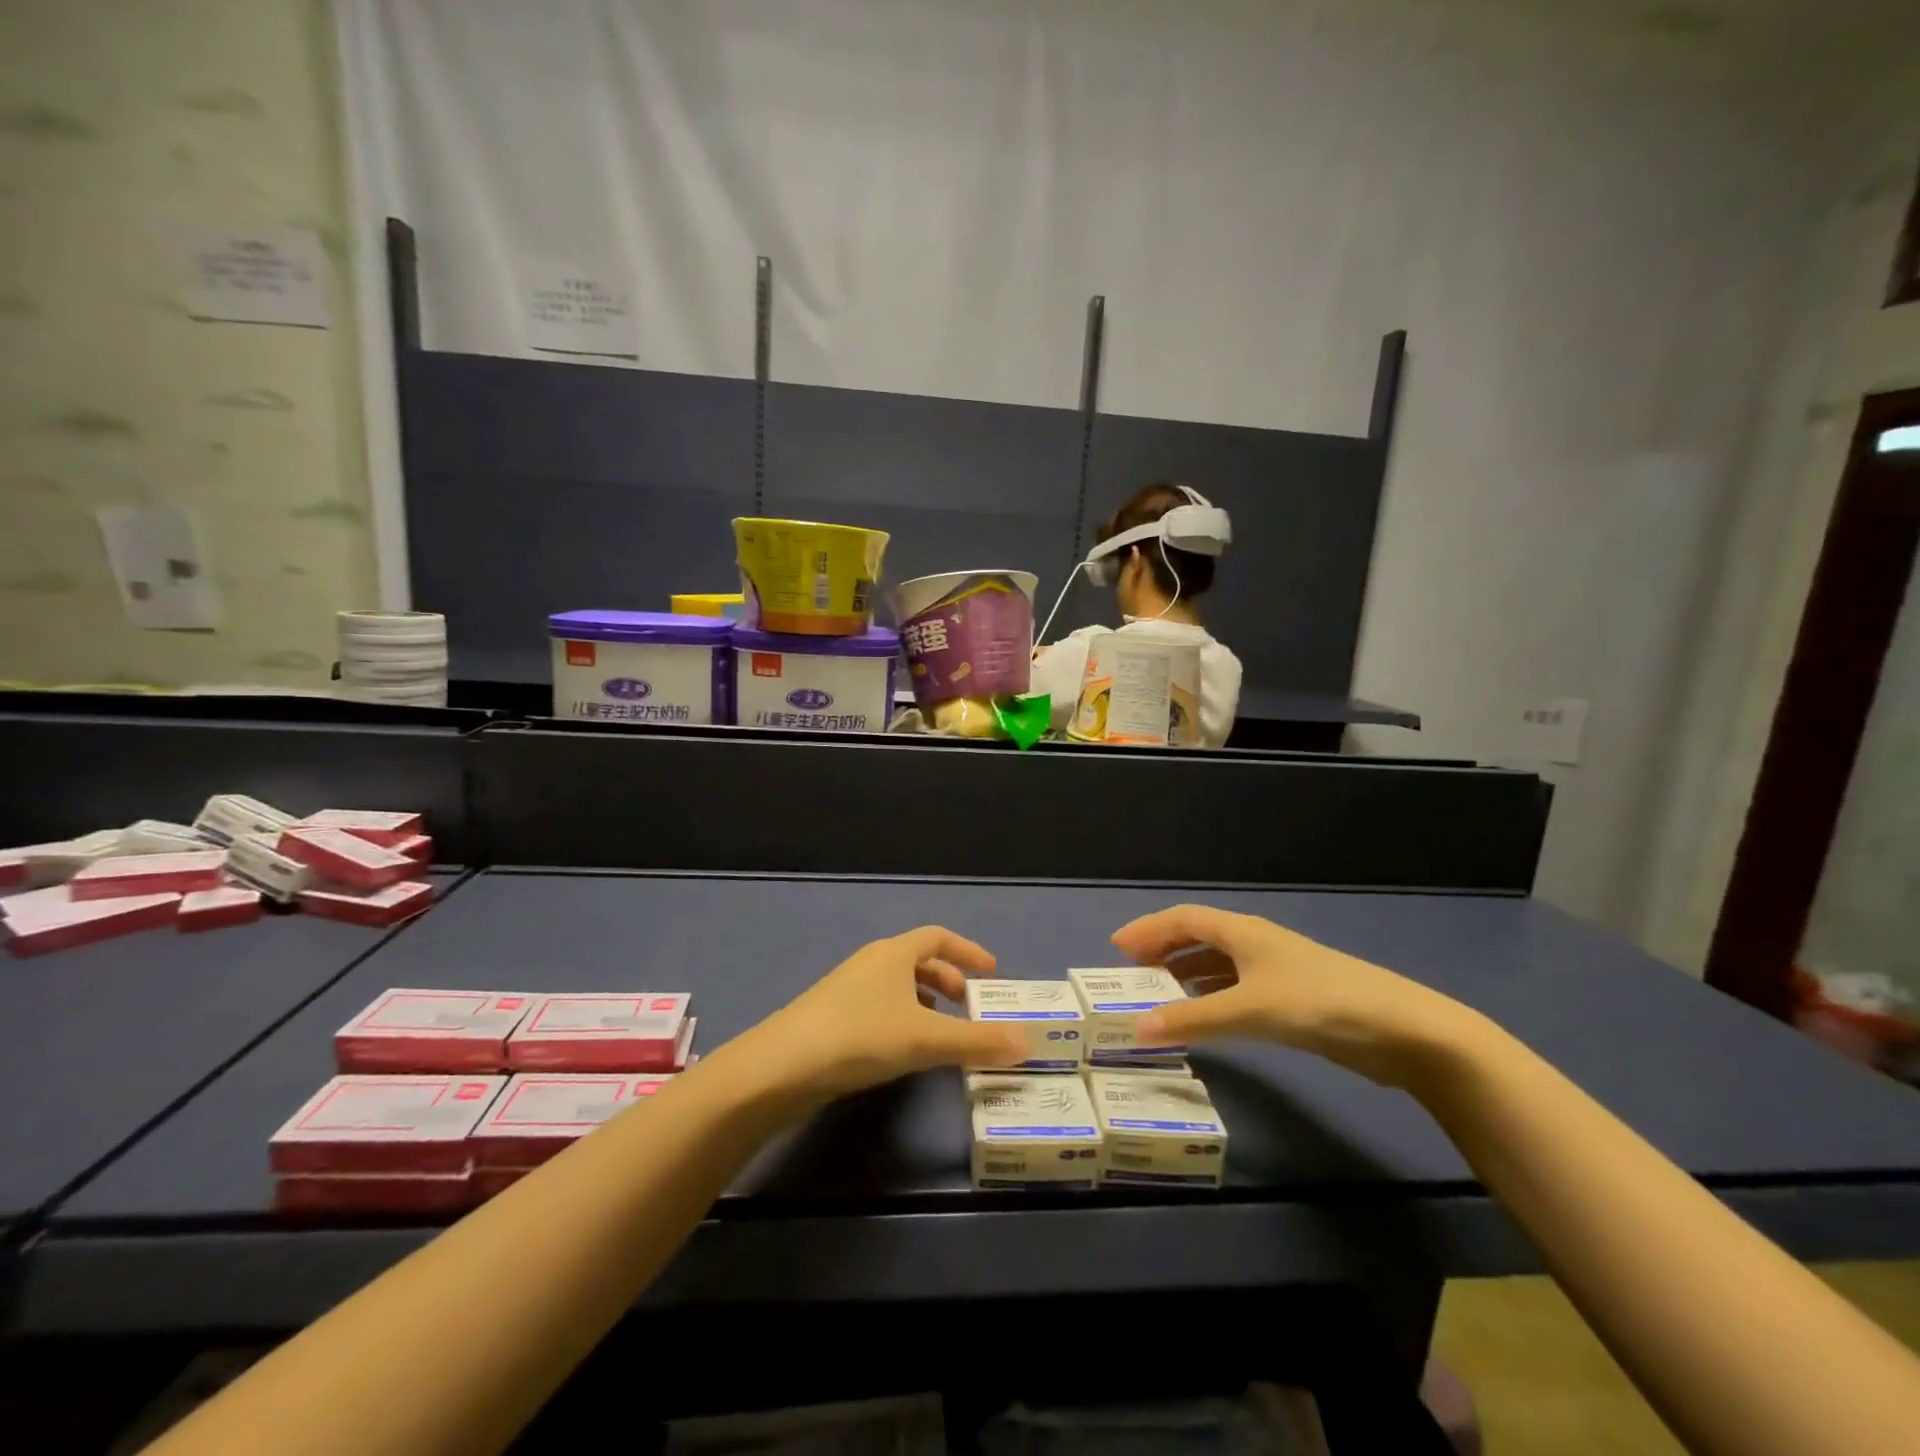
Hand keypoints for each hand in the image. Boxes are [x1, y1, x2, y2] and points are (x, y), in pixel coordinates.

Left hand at [746, 927, 1028, 1102]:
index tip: (992, 973)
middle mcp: (871, 963)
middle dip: (949, 981)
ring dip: (926, 1004)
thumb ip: (976, 1041)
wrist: (781, 1067)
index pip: (938, 937)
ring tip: (945, 1034)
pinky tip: (906, 1052)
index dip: (968, 951)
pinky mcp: (833, 1018)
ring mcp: (848, 990)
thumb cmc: (859, 1037)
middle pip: (919, 961)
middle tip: (972, 1009)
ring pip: (898, 987)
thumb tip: (1027, 1043)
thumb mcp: (924, 1039)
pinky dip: (904, 1020)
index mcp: (894, 953)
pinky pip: (881, 1007)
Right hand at [1113, 904, 1483, 1088]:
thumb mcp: (1250, 1010)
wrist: (1403, 1031)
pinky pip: (1237, 990)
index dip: (1149, 930)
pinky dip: (1212, 998)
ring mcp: (1276, 971)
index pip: (1184, 919)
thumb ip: (1193, 1020)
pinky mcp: (1293, 999)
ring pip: (1219, 965)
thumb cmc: (1320, 1003)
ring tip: (1158, 997)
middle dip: (1164, 951)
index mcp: (1242, 931)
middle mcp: (1255, 943)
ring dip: (1186, 976)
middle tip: (1132, 974)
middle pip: (1199, 937)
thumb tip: (1136, 1029)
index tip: (1117, 948)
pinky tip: (1205, 1018)